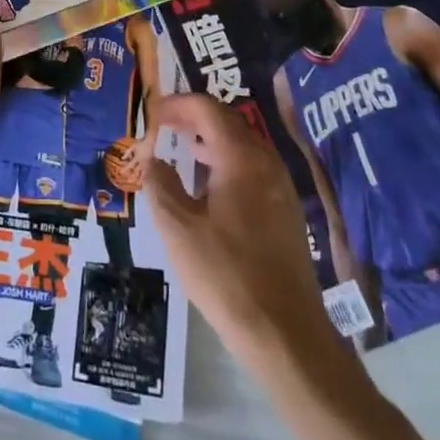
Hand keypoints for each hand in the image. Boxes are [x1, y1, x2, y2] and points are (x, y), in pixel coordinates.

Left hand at [112, 132, 155, 190]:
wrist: (150, 141)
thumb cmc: (141, 143)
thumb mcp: (133, 146)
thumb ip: (127, 153)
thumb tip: (122, 159)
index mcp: (137, 157)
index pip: (130, 165)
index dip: (125, 169)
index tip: (121, 173)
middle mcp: (142, 162)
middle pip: (137, 171)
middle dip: (132, 177)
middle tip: (128, 181)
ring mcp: (147, 164)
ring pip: (143, 173)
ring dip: (139, 179)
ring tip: (137, 184)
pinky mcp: (150, 164)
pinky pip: (147, 172)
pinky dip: (144, 176)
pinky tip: (143, 180)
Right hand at [144, 93, 349, 370]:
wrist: (286, 335)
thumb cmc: (226, 274)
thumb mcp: (178, 228)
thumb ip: (160, 184)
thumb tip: (153, 158)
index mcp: (241, 158)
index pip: (207, 109)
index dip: (177, 105)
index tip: (152, 113)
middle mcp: (266, 163)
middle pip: (228, 121)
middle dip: (194, 117)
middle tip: (164, 127)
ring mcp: (281, 188)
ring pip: (243, 145)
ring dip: (211, 139)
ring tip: (183, 150)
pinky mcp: (287, 212)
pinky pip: (253, 168)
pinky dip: (227, 161)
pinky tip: (210, 187)